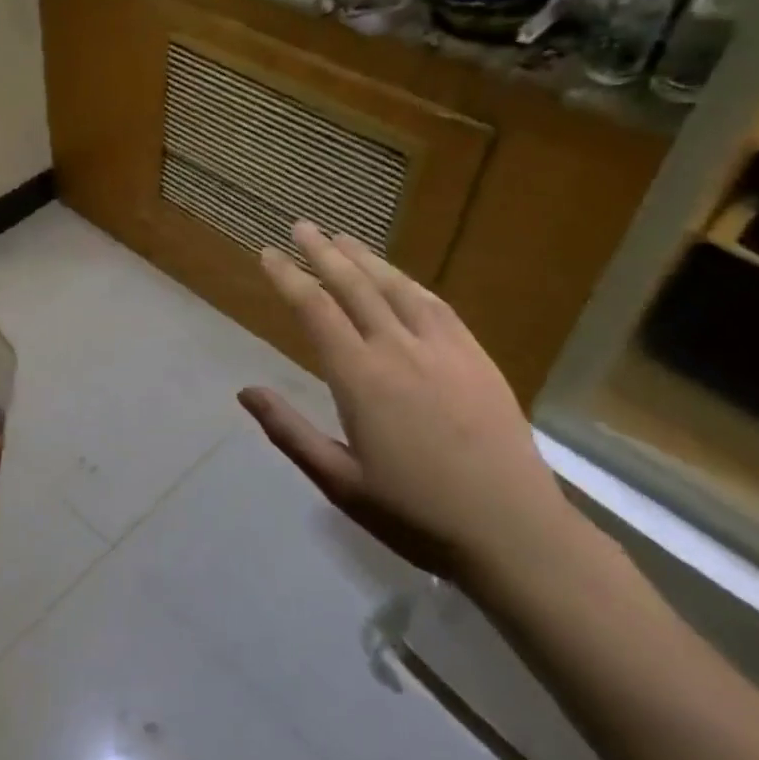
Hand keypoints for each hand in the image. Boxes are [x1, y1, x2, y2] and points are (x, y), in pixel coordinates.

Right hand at [238, 221, 573, 587]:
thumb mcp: (339, 482)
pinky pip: (437, 306)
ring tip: (343, 238)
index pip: (315, 310)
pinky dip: (410, 283)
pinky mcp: (476, 358)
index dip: (288, 277)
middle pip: (353, 286)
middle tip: (302, 226)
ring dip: (365, 259)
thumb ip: (289, 431)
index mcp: (360, 378)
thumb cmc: (416, 514)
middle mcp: (398, 350)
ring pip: (396, 288)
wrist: (514, 533)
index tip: (268, 253)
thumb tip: (245, 390)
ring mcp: (443, 349)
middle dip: (323, 252)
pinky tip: (400, 278)